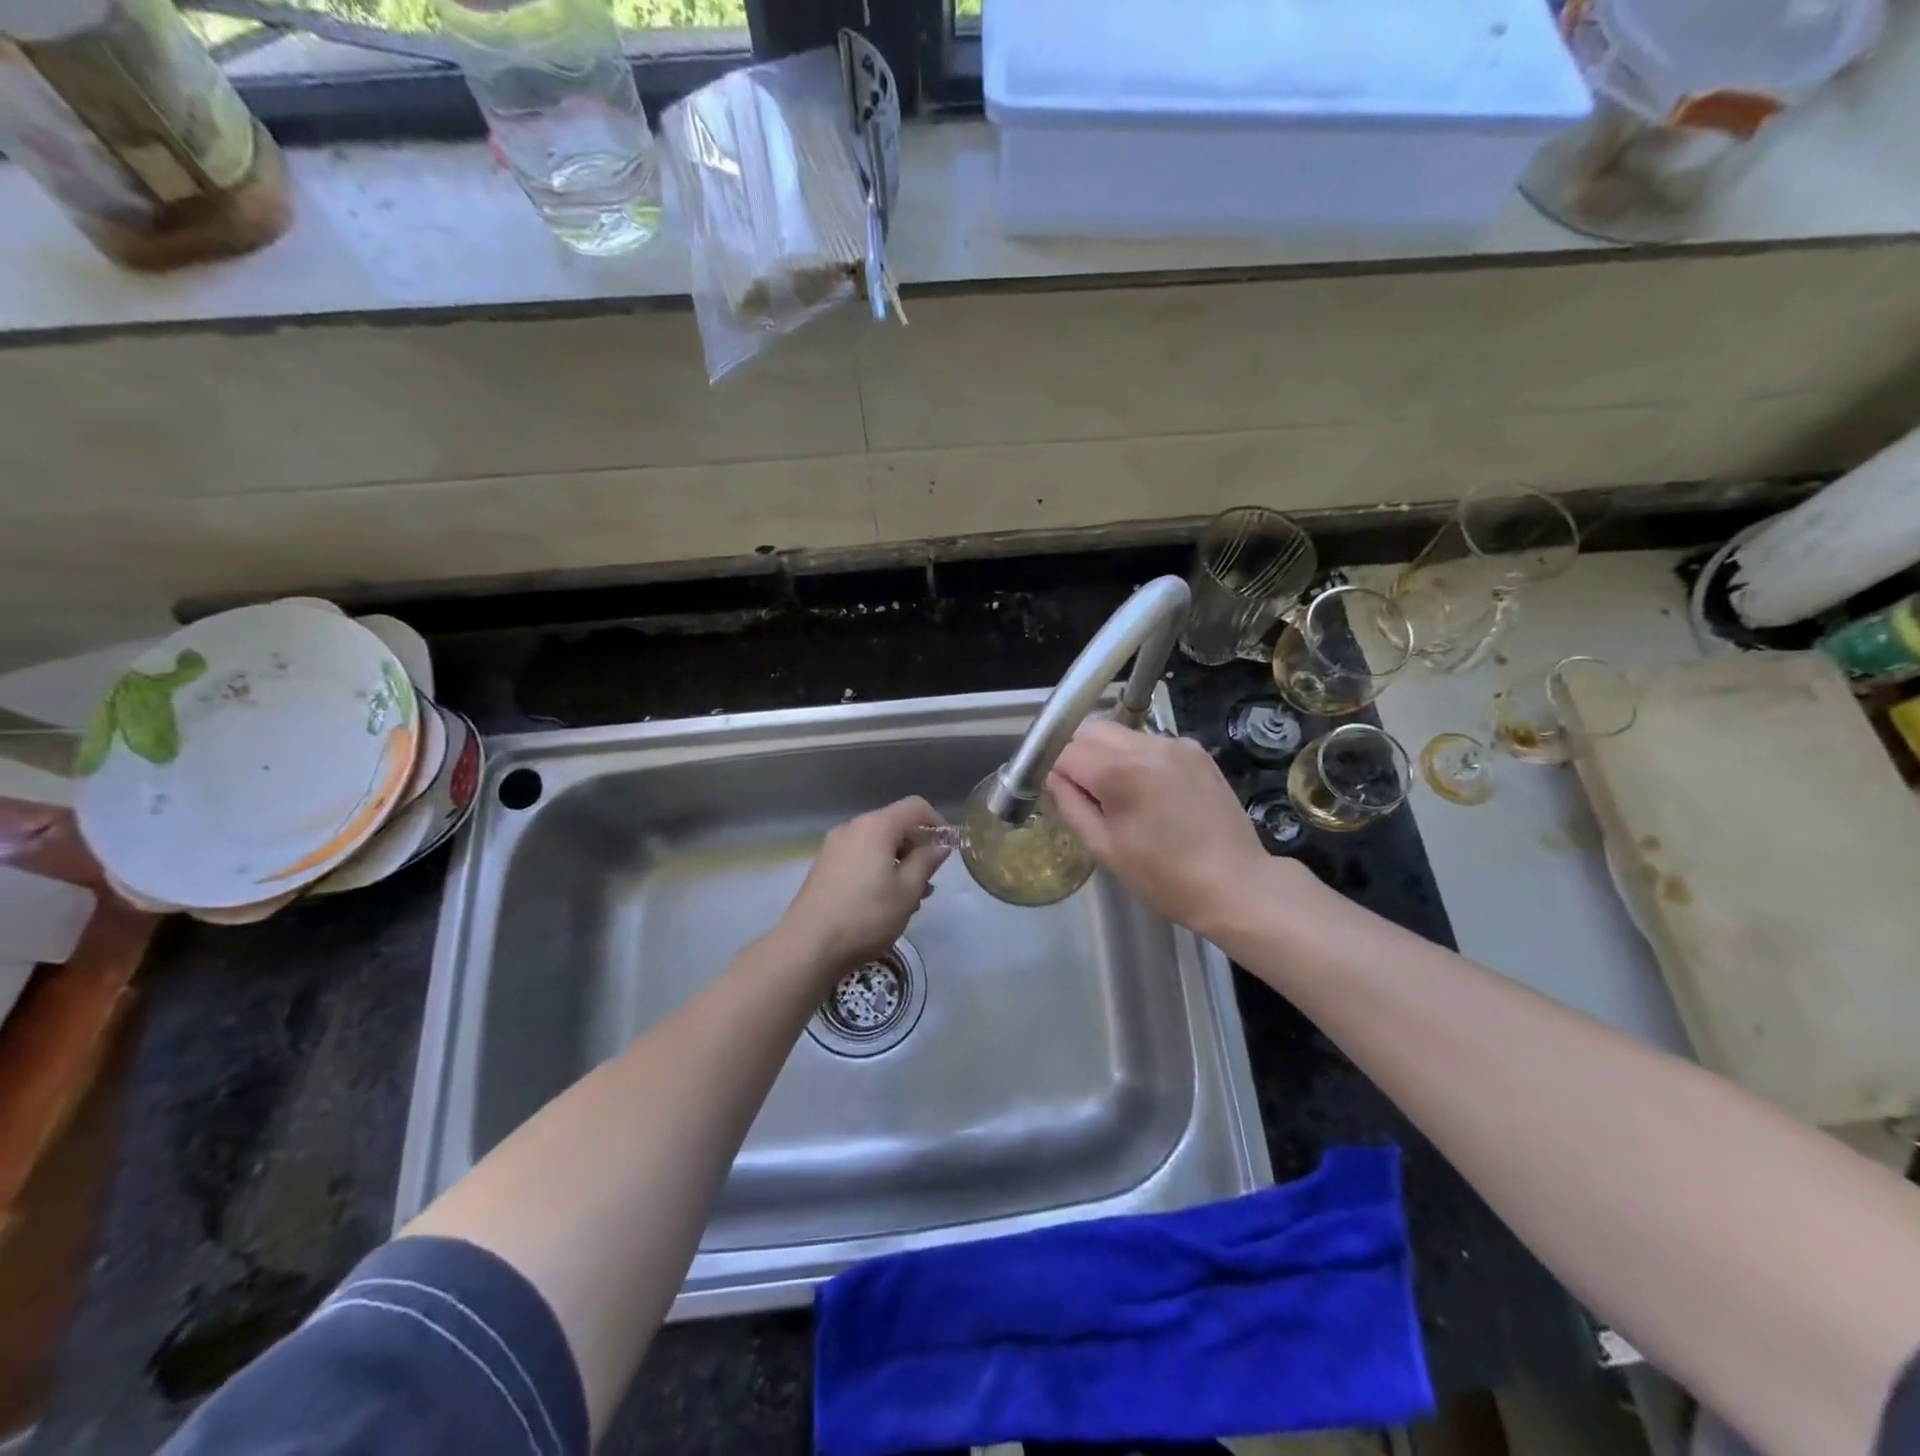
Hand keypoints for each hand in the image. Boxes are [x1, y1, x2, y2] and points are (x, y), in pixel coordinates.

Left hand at [778, 796, 949, 973]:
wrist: (808, 945)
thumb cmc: (866, 915)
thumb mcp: (907, 891)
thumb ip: (927, 862)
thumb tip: (940, 846)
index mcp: (876, 826)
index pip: (915, 806)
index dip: (937, 822)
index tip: (948, 849)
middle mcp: (853, 827)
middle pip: (895, 824)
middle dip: (917, 848)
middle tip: (929, 881)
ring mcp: (834, 846)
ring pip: (878, 844)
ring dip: (899, 863)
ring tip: (910, 898)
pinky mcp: (824, 865)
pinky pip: (861, 856)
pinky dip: (878, 869)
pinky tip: (884, 901)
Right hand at [1048, 721, 1292, 936]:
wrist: (1235, 884)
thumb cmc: (1163, 877)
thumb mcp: (1104, 848)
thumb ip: (1070, 804)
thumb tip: (1053, 777)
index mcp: (1119, 772)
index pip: (1065, 751)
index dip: (1054, 770)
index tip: (1058, 791)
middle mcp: (1146, 746)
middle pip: (1090, 730)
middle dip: (1078, 754)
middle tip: (1085, 791)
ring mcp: (1175, 744)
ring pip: (1120, 733)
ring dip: (1108, 754)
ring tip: (1121, 794)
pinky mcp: (1196, 751)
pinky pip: (1150, 742)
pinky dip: (1139, 758)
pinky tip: (1152, 792)